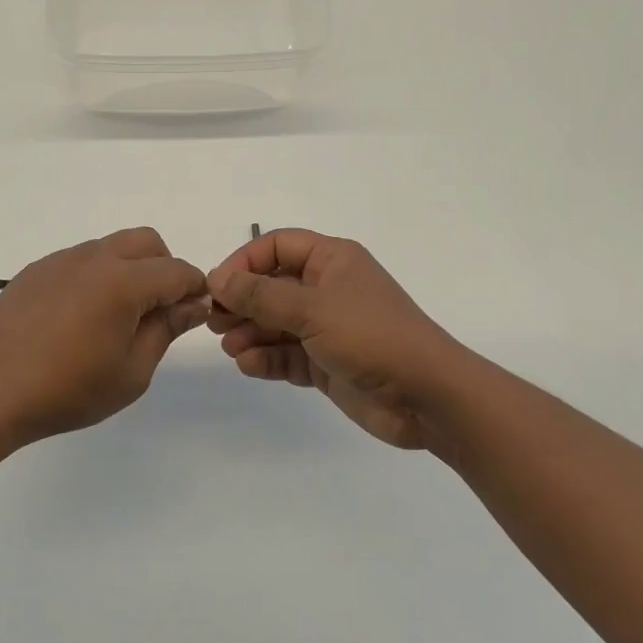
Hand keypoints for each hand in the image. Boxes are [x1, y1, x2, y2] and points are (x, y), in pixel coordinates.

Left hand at [0, 228, 209, 444]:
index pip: (177, 270)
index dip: (195, 290)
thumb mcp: (132, 371)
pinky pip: (79, 260)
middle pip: (147, 242)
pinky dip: (95, 276)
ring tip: (115, 317)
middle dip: (164, 268)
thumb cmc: (68, 389)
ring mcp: (61, 260)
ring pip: (112, 247)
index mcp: (123, 281)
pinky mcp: (37, 269)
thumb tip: (194, 303)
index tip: (194, 315)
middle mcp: (94, 258)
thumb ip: (166, 329)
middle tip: (157, 311)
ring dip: (129, 269)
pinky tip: (78, 317)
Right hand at [207, 230, 456, 449]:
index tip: (218, 286)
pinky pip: (288, 354)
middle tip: (213, 322)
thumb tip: (217, 278)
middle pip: (272, 286)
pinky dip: (267, 358)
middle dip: (242, 302)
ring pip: (276, 323)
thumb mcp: (312, 309)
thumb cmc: (371, 336)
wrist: (428, 397)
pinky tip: (249, 365)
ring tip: (230, 347)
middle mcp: (327, 288)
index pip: (276, 246)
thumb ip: (261, 295)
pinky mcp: (327, 362)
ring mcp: (327, 327)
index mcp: (331, 260)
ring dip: (250, 332)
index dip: (244, 262)